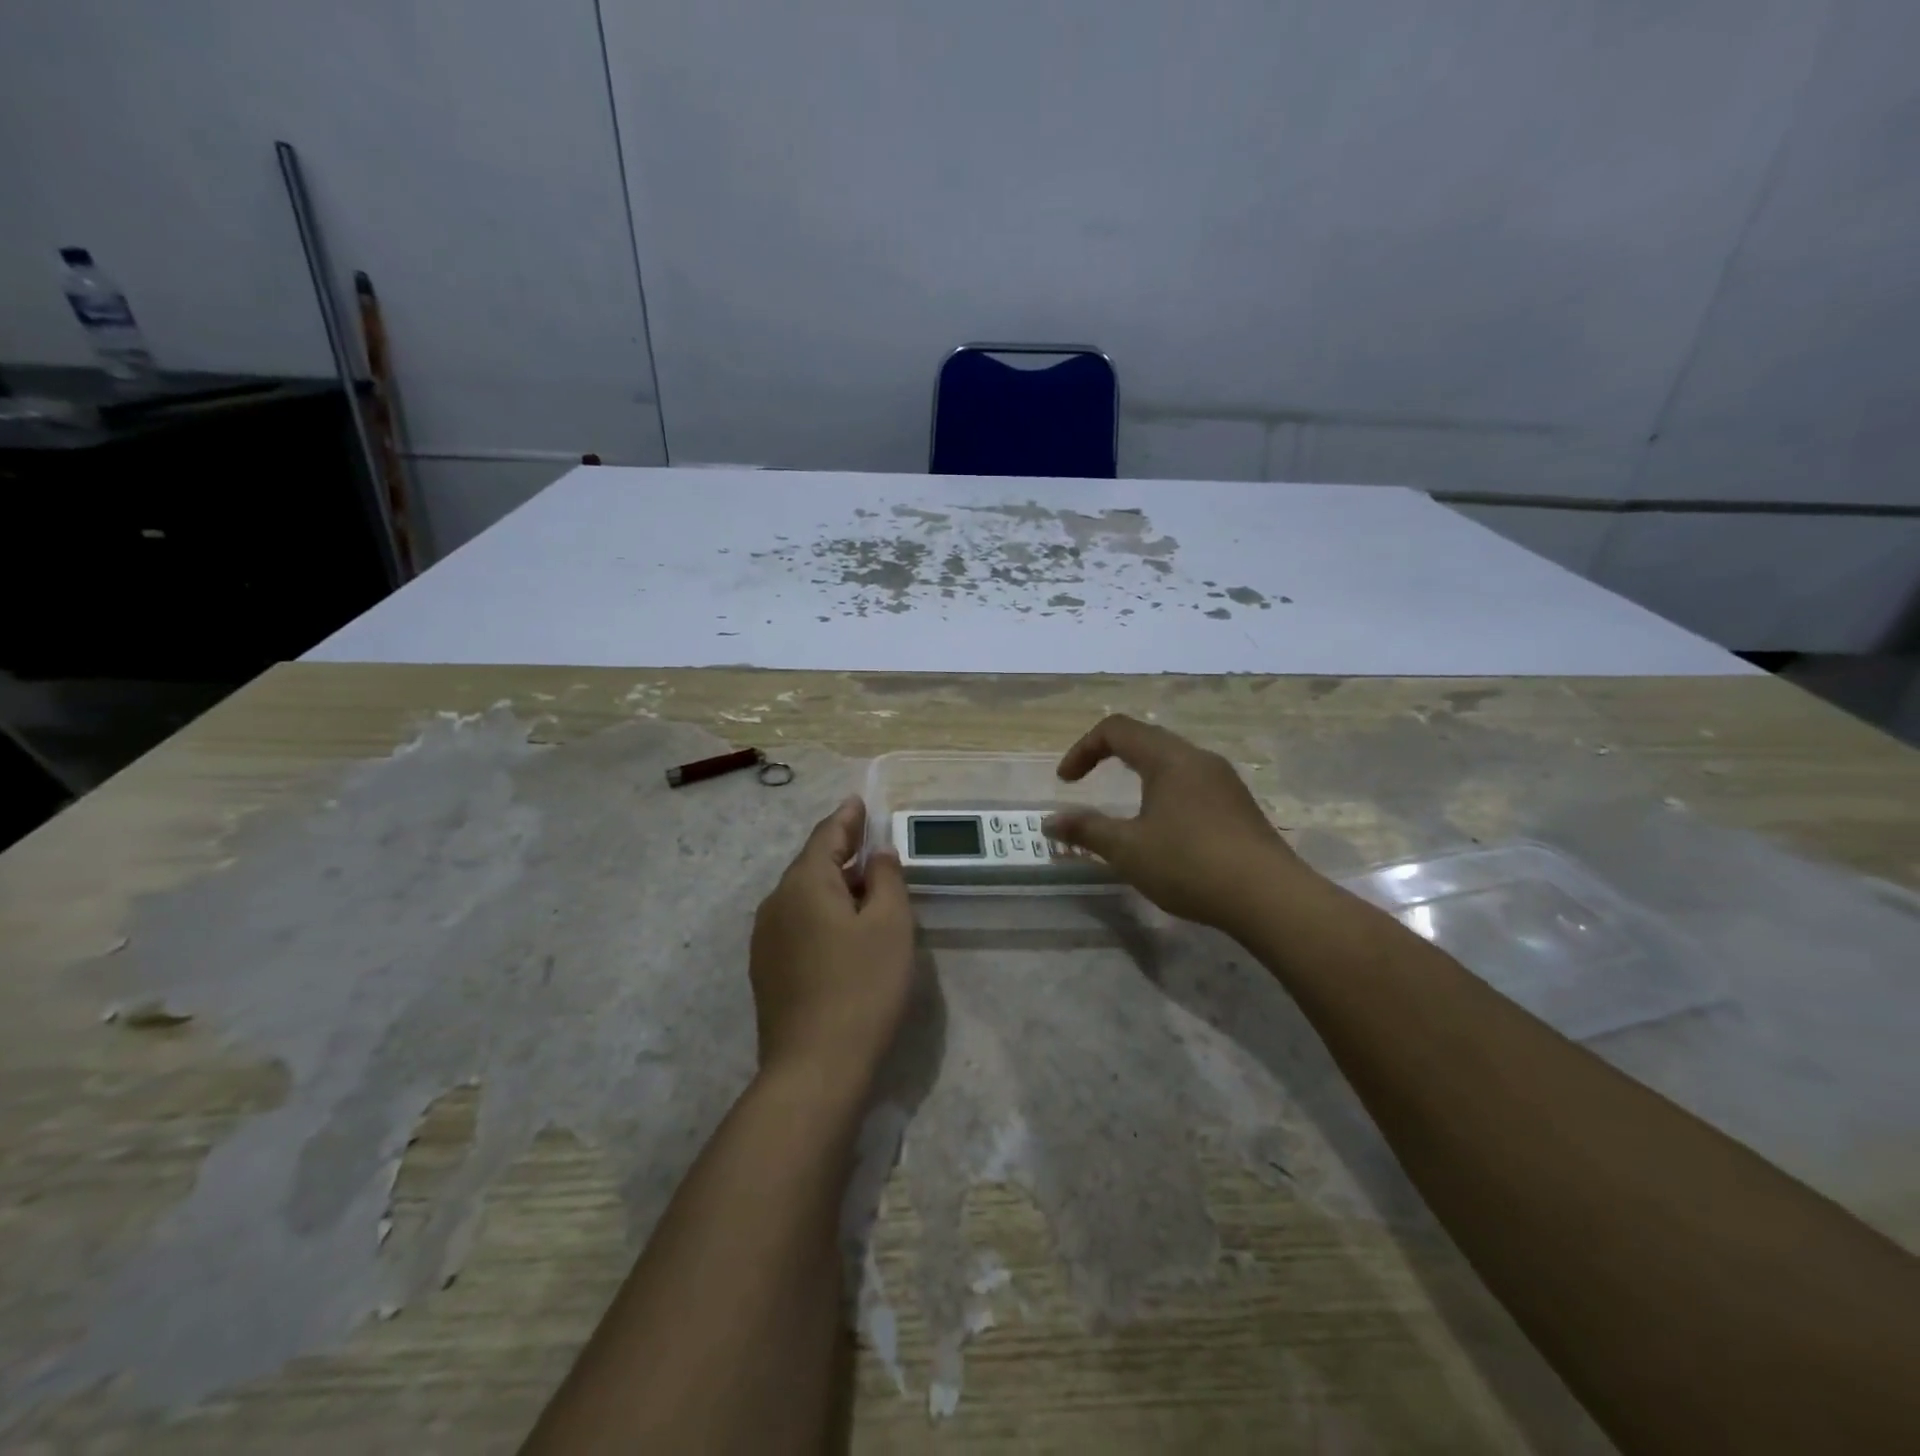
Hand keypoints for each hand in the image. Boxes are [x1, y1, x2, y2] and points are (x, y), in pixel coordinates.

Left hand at [750, 797, 915, 1087]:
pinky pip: (797, 923)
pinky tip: (841, 929)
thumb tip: (877, 855)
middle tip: (870, 843)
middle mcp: (776, 903)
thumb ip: (887, 879)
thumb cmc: (862, 986)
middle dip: (841, 852)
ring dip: (832, 885)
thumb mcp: (891, 925)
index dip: (847, 818)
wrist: (814, 1068)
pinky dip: (821, 913)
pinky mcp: (766, 970)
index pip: (826, 836)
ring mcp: (765, 939)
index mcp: (804, 883)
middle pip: (811, 864)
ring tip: (862, 886)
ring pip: (803, 896)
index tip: (859, 802)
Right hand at [1045, 715, 1310, 931]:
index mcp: (1168, 758)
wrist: (1270, 898)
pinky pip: (1192, 782)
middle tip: (1089, 784)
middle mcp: (1198, 758)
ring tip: (1126, 809)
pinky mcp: (1239, 805)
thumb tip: (1051, 823)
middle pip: (1146, 738)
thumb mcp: (1128, 849)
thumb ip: (1086, 830)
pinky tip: (1166, 830)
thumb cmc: (1190, 865)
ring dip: (1140, 774)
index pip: (1116, 729)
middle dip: (1109, 756)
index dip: (1083, 749)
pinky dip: (1165, 792)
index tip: (1066, 782)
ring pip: (1172, 761)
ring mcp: (1224, 781)